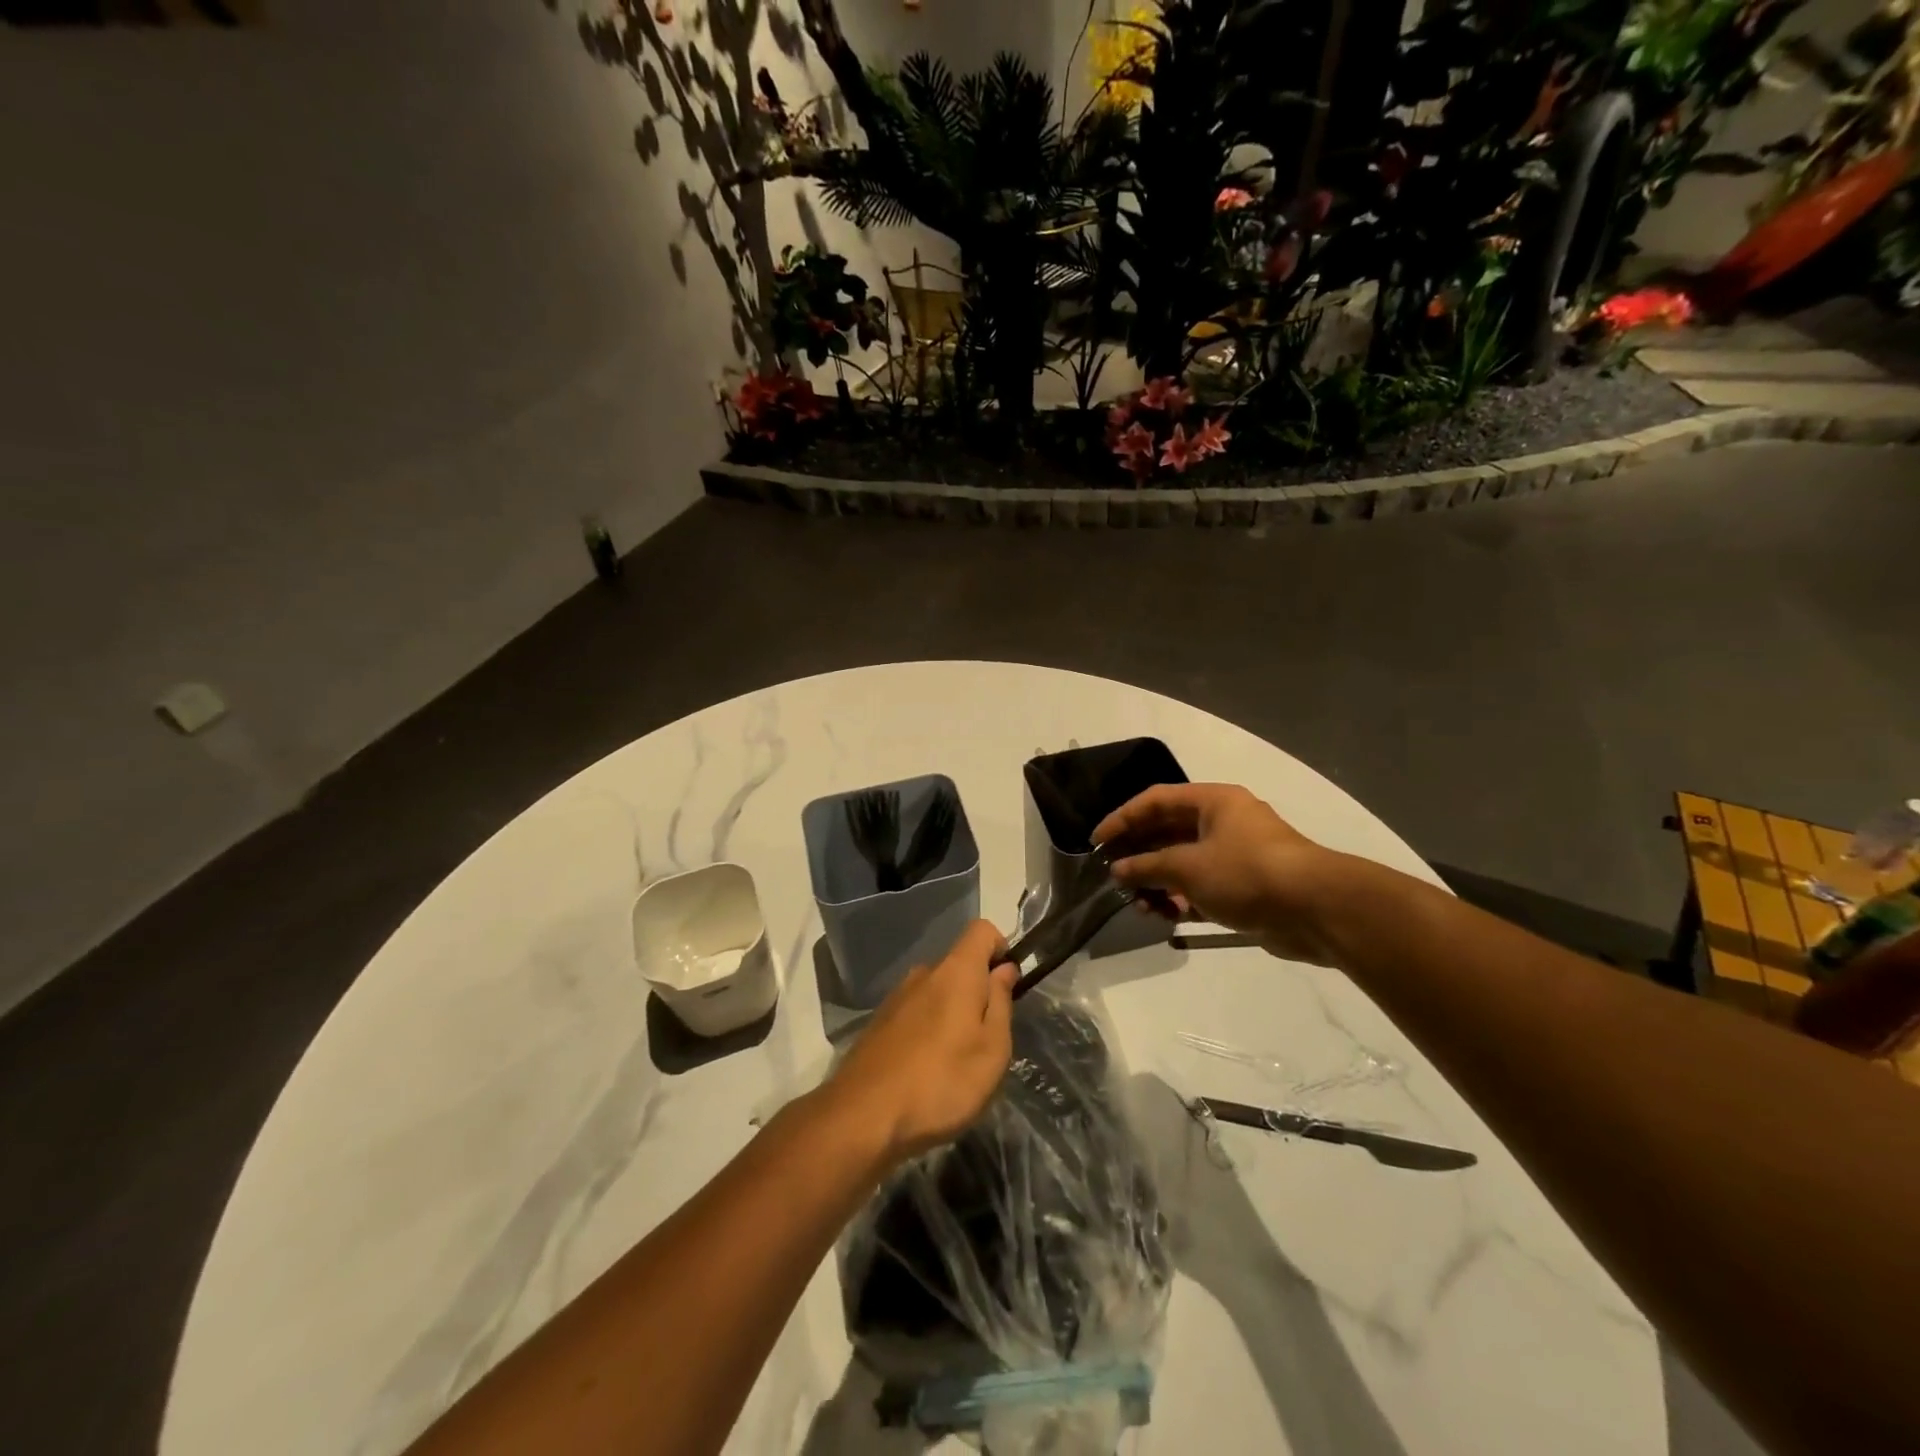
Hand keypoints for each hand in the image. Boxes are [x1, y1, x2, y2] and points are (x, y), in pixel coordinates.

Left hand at [823, 920, 1017, 1165]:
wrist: (863, 1117)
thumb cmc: (941, 1082)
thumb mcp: (992, 1050)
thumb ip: (1000, 1003)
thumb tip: (1004, 969)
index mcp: (955, 971)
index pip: (982, 930)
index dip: (1001, 948)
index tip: (1008, 987)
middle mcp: (923, 973)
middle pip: (960, 964)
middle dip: (978, 991)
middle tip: (987, 1039)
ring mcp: (897, 997)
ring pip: (937, 991)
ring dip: (952, 1014)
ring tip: (957, 1062)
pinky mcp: (879, 1022)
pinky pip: (916, 1012)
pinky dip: (929, 1030)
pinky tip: (927, 1070)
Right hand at [1093, 783, 1335, 961]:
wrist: (1316, 909)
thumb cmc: (1246, 872)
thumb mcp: (1188, 866)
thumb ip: (1147, 867)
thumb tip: (1117, 870)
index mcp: (1212, 802)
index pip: (1155, 801)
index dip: (1122, 819)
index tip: (1096, 842)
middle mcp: (1223, 823)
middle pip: (1168, 833)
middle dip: (1139, 856)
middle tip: (1112, 876)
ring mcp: (1235, 856)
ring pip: (1184, 864)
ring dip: (1158, 884)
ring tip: (1140, 906)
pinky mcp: (1244, 888)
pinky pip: (1201, 888)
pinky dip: (1181, 900)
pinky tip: (1165, 917)